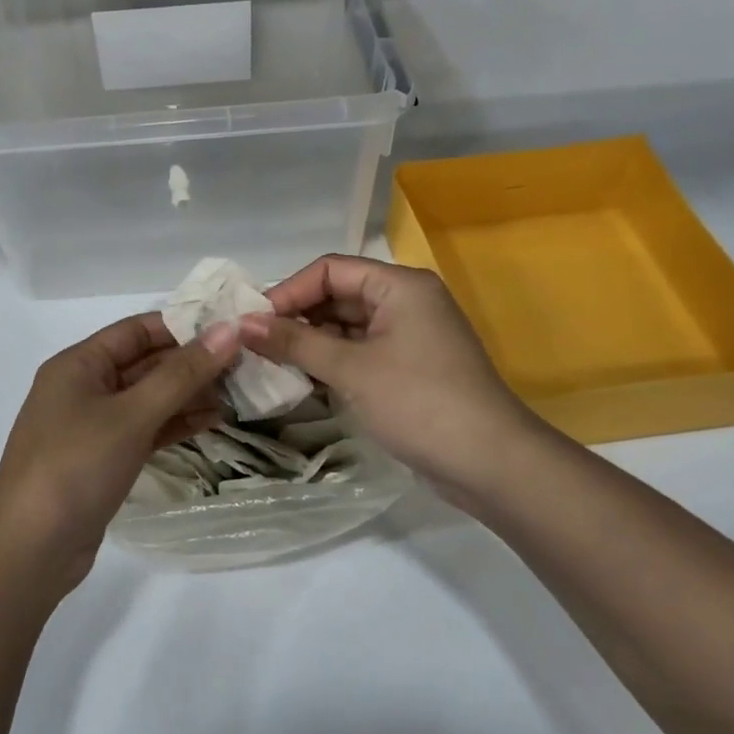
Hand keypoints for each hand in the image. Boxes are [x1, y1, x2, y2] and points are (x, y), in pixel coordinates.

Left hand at [0, 313, 239, 592]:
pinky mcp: (104, 459)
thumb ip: (181, 374)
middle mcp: (84, 388)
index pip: (137, 330)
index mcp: (79, 364)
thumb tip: (229, 330)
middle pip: (145, 363)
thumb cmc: (76, 466)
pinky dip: (176, 424)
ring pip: (149, 398)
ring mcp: (94, 426)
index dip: (183, 326)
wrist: (30, 549)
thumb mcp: (131, 415)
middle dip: (192, 363)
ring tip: (239, 392)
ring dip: (189, 394)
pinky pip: (146, 429)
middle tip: (246, 362)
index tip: (231, 328)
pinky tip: (213, 421)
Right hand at [239, 255, 538, 500]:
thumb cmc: (418, 402)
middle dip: (297, 319)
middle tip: (255, 346)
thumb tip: (243, 324)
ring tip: (272, 365)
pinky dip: (333, 362)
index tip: (253, 323)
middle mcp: (406, 302)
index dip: (288, 291)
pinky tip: (304, 382)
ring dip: (312, 343)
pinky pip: (361, 352)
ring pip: (348, 327)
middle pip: (338, 296)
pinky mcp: (410, 368)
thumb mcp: (351, 369)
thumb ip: (295, 342)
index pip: (330, 270)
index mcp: (399, 285)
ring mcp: (410, 337)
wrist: (489, 463)